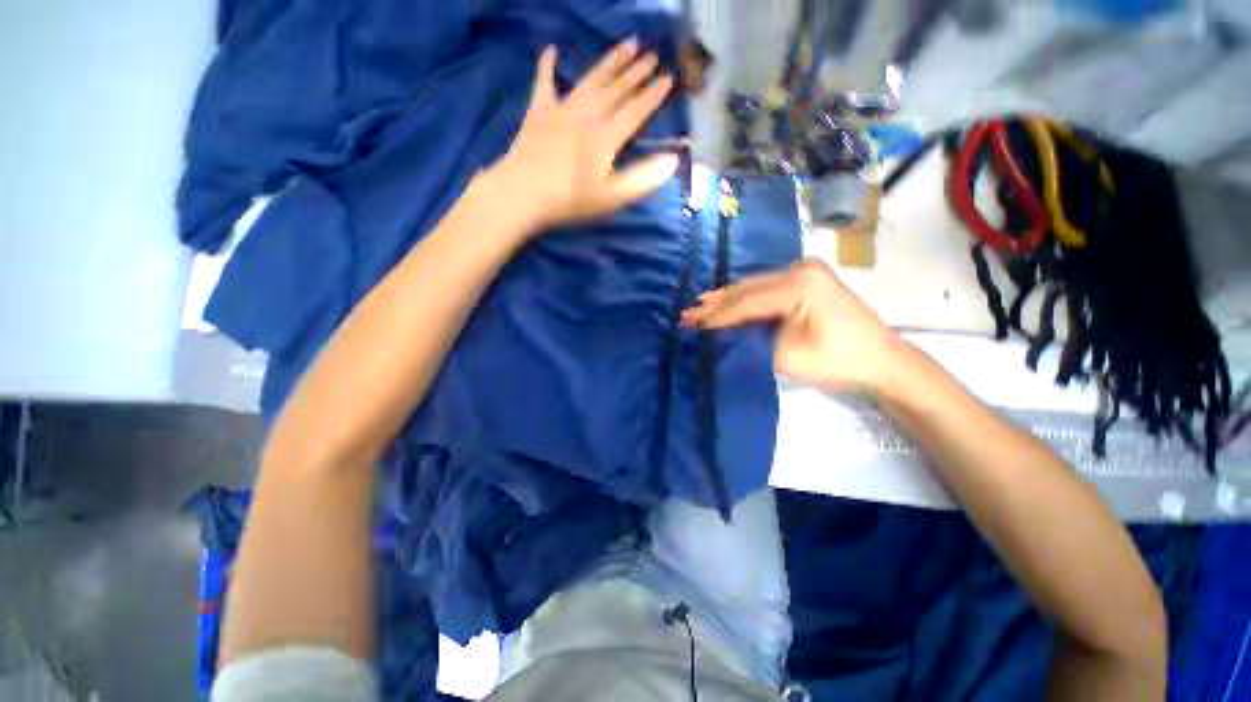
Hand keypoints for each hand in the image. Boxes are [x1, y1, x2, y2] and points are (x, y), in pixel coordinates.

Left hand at [488, 40, 678, 233]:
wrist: (522, 194)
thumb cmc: (570, 201)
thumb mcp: (612, 197)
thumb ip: (643, 179)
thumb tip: (673, 160)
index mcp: (607, 136)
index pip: (636, 110)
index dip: (653, 95)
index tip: (669, 78)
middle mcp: (587, 115)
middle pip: (616, 89)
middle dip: (636, 72)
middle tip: (652, 54)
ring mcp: (561, 110)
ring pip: (591, 79)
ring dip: (610, 61)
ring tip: (627, 44)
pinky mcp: (538, 112)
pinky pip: (544, 83)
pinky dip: (547, 67)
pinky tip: (551, 50)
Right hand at [681, 258, 911, 394]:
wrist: (882, 362)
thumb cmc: (838, 362)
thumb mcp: (786, 355)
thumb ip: (752, 337)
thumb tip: (726, 330)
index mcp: (800, 284)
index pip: (747, 301)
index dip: (717, 315)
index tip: (691, 323)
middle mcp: (801, 269)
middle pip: (748, 288)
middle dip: (716, 303)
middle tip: (688, 313)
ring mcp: (806, 271)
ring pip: (755, 286)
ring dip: (728, 298)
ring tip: (700, 305)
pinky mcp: (808, 280)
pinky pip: (767, 288)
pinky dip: (745, 298)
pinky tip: (726, 300)